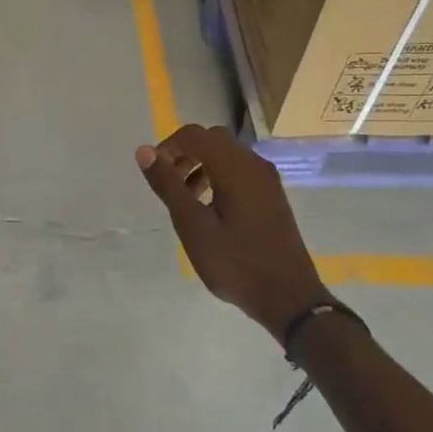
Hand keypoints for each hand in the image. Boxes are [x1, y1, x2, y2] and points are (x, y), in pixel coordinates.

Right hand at [137, 124, 328, 342]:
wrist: (288, 296)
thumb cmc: (235, 262)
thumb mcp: (193, 225)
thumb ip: (168, 185)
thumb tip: (144, 151)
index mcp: (235, 168)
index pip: (194, 135)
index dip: (168, 146)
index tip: (154, 174)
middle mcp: (254, 165)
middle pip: (212, 140)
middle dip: (184, 153)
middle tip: (168, 184)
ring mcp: (267, 180)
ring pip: (226, 155)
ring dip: (199, 165)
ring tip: (185, 199)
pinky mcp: (271, 196)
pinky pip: (239, 171)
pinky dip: (217, 177)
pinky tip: (209, 208)